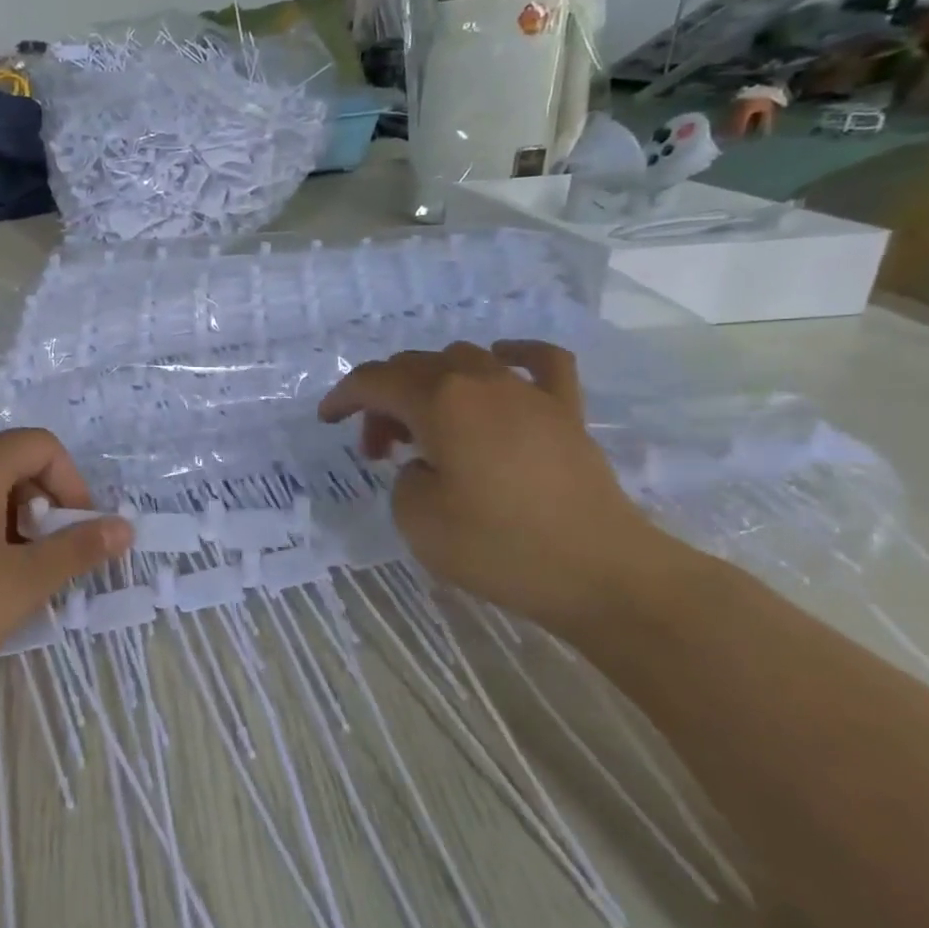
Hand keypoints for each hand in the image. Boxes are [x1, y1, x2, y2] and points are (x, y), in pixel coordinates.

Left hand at [0, 430, 131, 767]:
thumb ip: (78, 550)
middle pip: (8, 463)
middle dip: (40, 505)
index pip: (40, 445)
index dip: (71, 483)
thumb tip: (124, 527)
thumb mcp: (22, 583)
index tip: (76, 534)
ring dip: (8, 521)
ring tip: (7, 576)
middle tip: (41, 560)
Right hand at [317, 340, 681, 632]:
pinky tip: (499, 363)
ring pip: (463, 359)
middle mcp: (480, 381)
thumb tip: (427, 464)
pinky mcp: (565, 411)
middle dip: (383, 400)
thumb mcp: (416, 518)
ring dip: (431, 383)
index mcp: (439, 402)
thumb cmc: (498, 546)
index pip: (375, 381)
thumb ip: (404, 477)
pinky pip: (539, 361)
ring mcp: (528, 392)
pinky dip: (511, 355)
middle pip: (414, 368)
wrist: (600, 572)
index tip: (328, 420)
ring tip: (429, 428)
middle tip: (378, 449)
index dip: (343, 396)